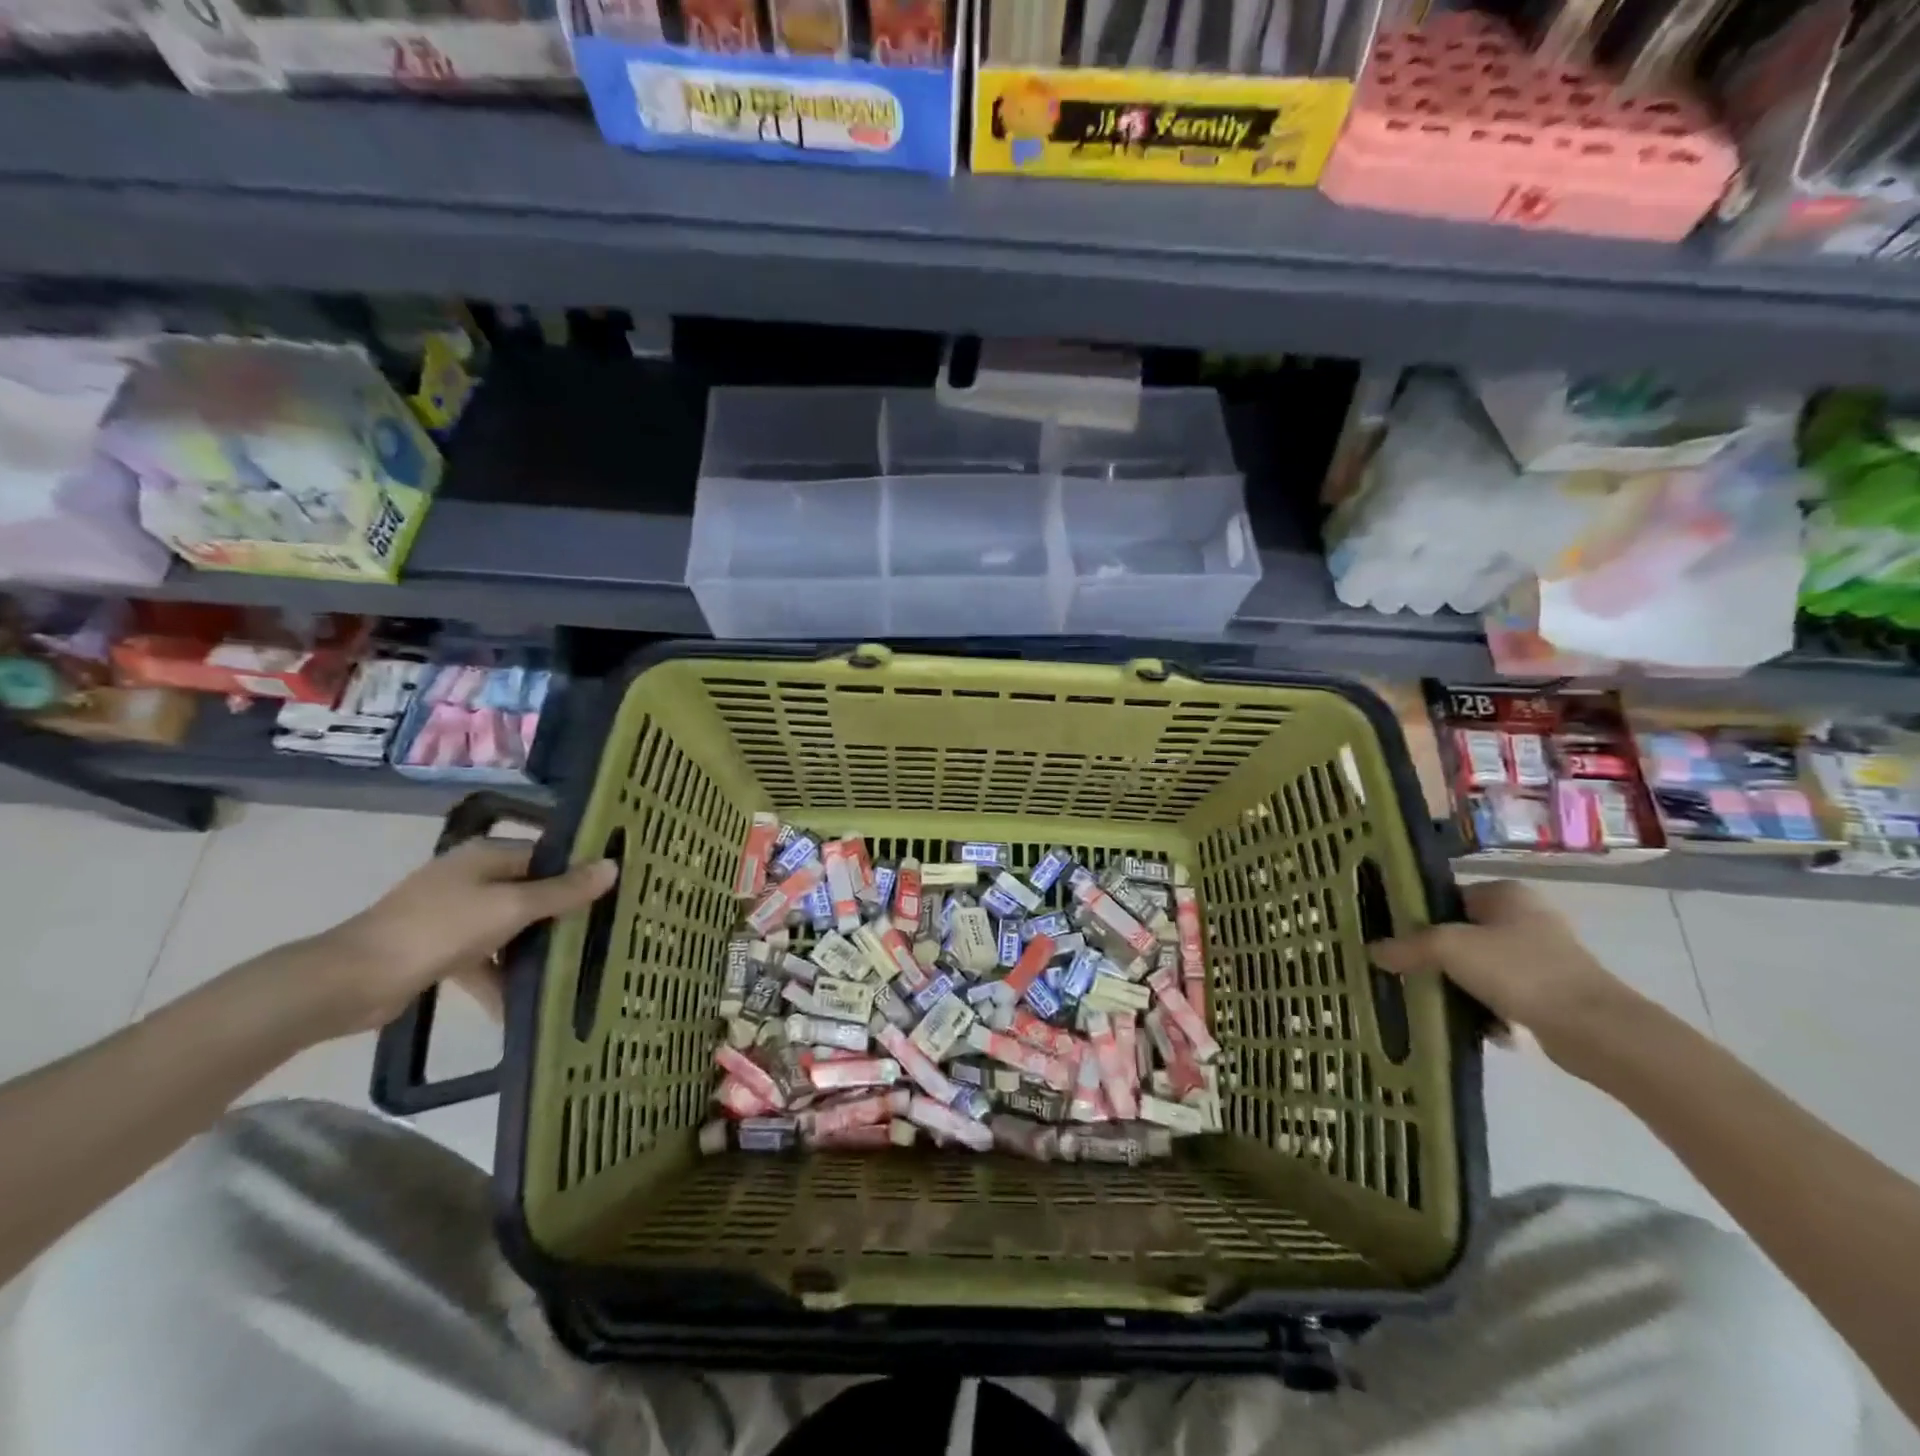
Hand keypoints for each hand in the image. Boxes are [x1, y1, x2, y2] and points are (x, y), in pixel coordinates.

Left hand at [309, 839, 617, 1036]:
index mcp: (487, 855)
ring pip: (511, 926)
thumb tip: (612, 866)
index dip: (581, 872)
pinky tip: (519, 1007)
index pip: (549, 855)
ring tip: (570, 972)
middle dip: (562, 915)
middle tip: (602, 934)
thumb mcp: (512, 908)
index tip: (615, 893)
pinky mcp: (440, 947)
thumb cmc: (439, 930)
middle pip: (531, 891)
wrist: (352, 981)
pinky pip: (485, 957)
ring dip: (534, 950)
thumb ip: (563, 891)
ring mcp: (453, 912)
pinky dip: (501, 977)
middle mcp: (472, 876)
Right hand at [1369, 879, 1645, 1071]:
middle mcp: (1527, 916)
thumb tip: (1373, 951)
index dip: (1417, 916)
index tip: (1393, 940)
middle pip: (1461, 932)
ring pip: (1480, 965)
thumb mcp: (1448, 948)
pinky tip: (1476, 1024)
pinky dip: (1487, 1007)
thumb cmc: (1519, 971)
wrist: (1594, 1029)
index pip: (1446, 897)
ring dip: (1459, 984)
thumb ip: (1407, 946)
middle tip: (1407, 971)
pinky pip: (1504, 992)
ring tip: (1436, 1000)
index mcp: (1506, 892)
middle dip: (1435, 955)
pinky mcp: (1554, 990)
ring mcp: (1544, 954)